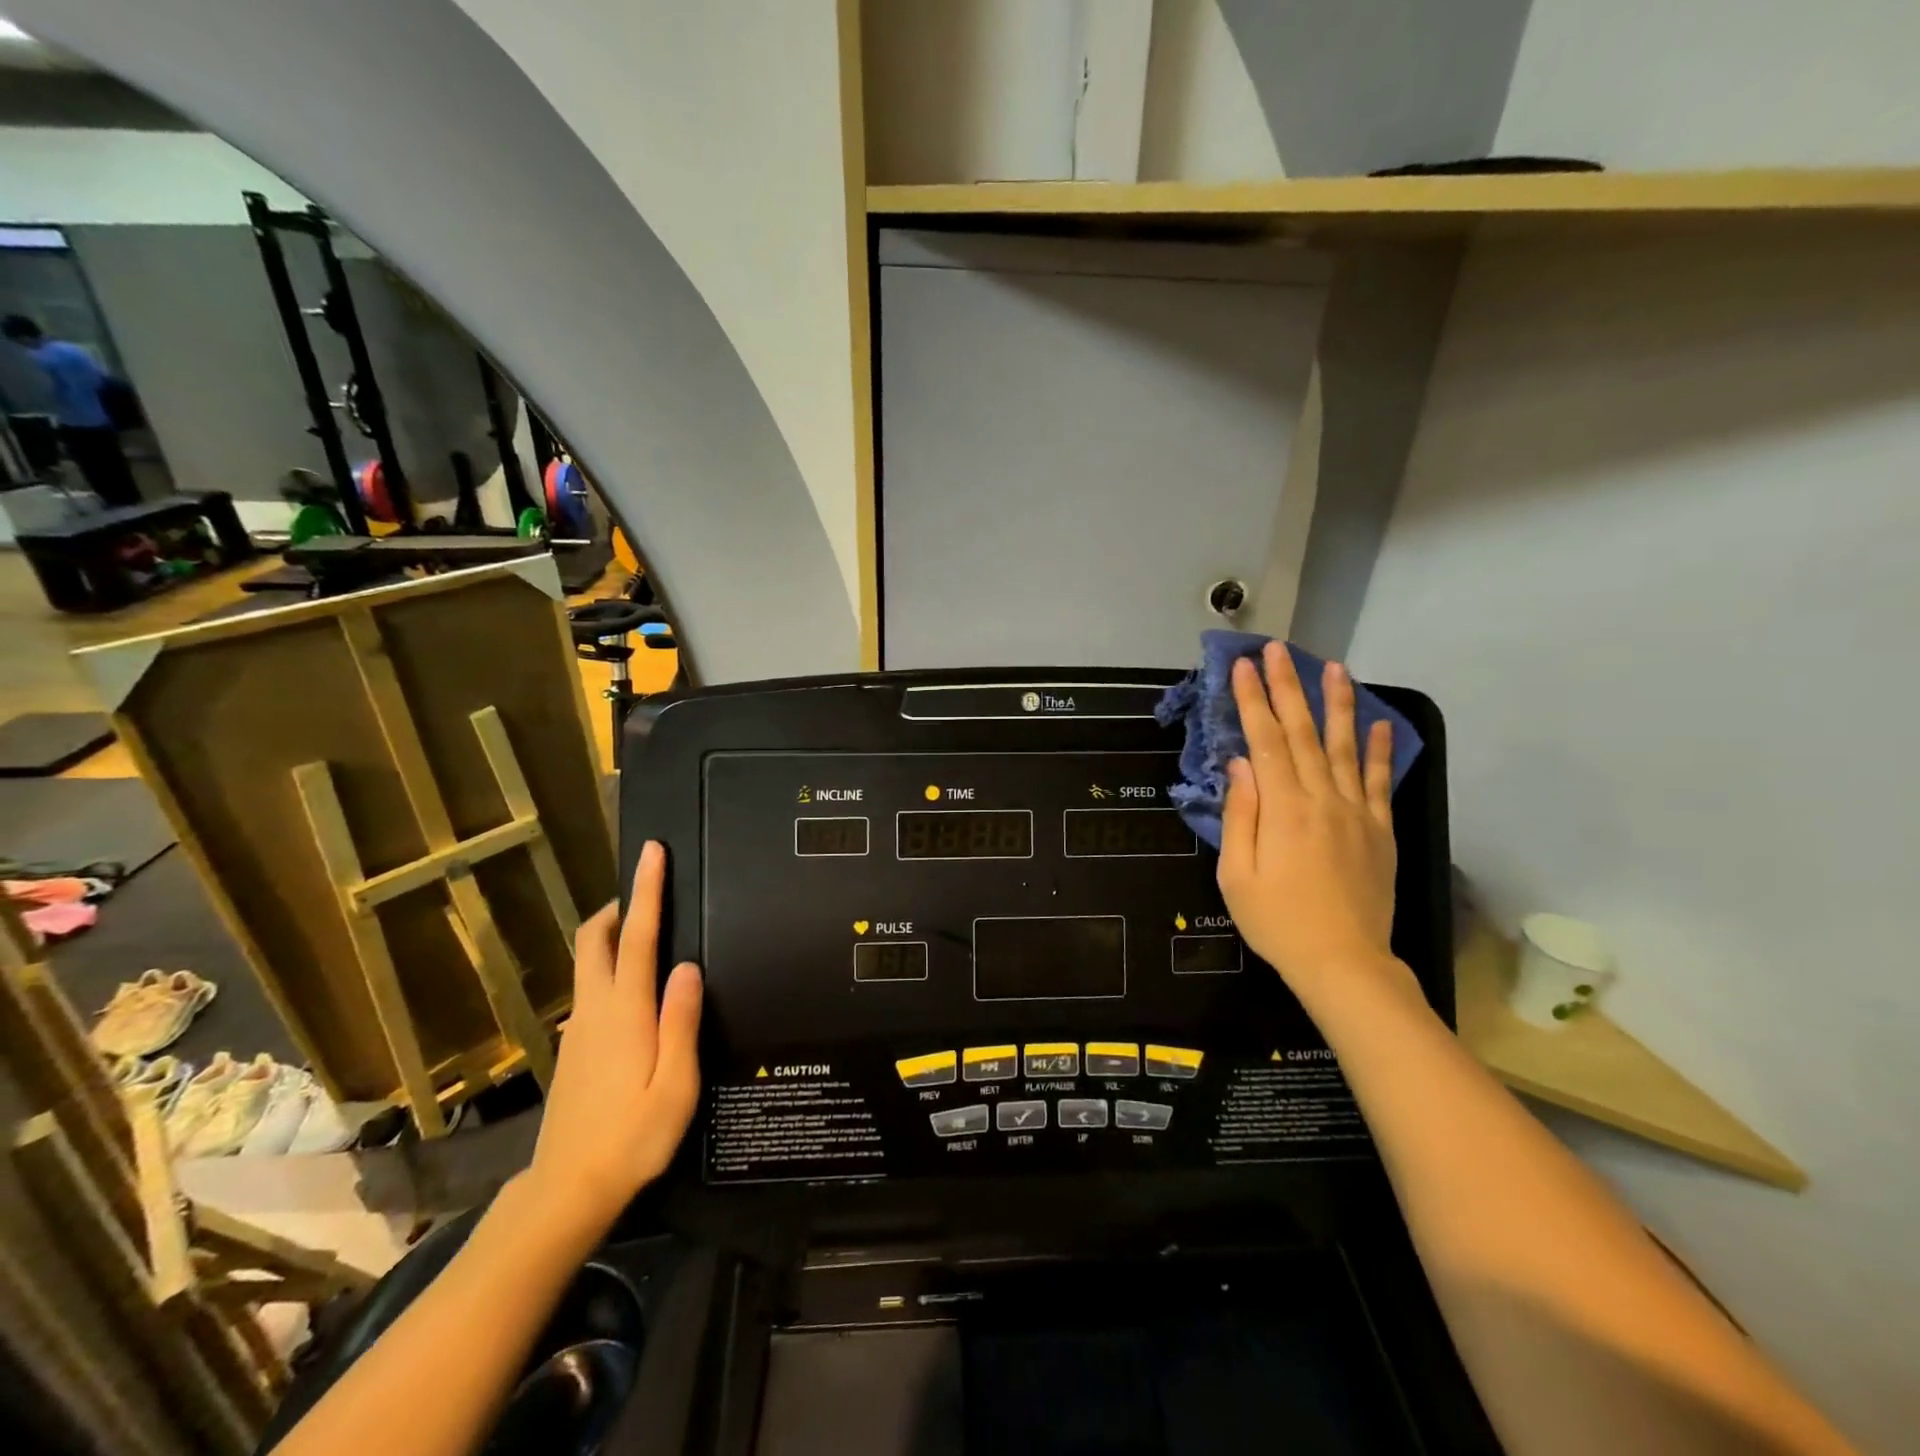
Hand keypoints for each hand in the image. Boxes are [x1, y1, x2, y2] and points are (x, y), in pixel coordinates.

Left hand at [525, 841, 702, 1234]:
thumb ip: (681, 1020)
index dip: (646, 890)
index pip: (638, 936)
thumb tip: (687, 966)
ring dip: (613, 937)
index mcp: (625, 1012)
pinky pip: (591, 990)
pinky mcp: (572, 1048)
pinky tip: (635, 998)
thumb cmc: (632, 1138)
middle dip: (618, 906)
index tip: (652, 852)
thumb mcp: (676, 1084)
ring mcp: (577, 1029)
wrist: (566, 1191)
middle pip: (595, 939)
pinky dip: (609, 969)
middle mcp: (595, 1009)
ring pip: (590, 963)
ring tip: (649, 936)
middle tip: (648, 894)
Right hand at [1218, 644, 1414, 1009]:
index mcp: (1282, 808)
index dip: (1252, 700)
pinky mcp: (1379, 829)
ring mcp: (1355, 812)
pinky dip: (1380, 749)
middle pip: (1302, 732)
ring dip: (1337, 703)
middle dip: (1287, 687)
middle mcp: (1321, 798)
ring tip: (1333, 667)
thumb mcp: (1237, 874)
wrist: (1343, 961)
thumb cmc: (1277, 921)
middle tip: (1277, 650)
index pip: (1264, 740)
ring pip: (1345, 746)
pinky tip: (1379, 722)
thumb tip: (1241, 764)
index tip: (1242, 667)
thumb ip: (1240, 815)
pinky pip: (1380, 781)